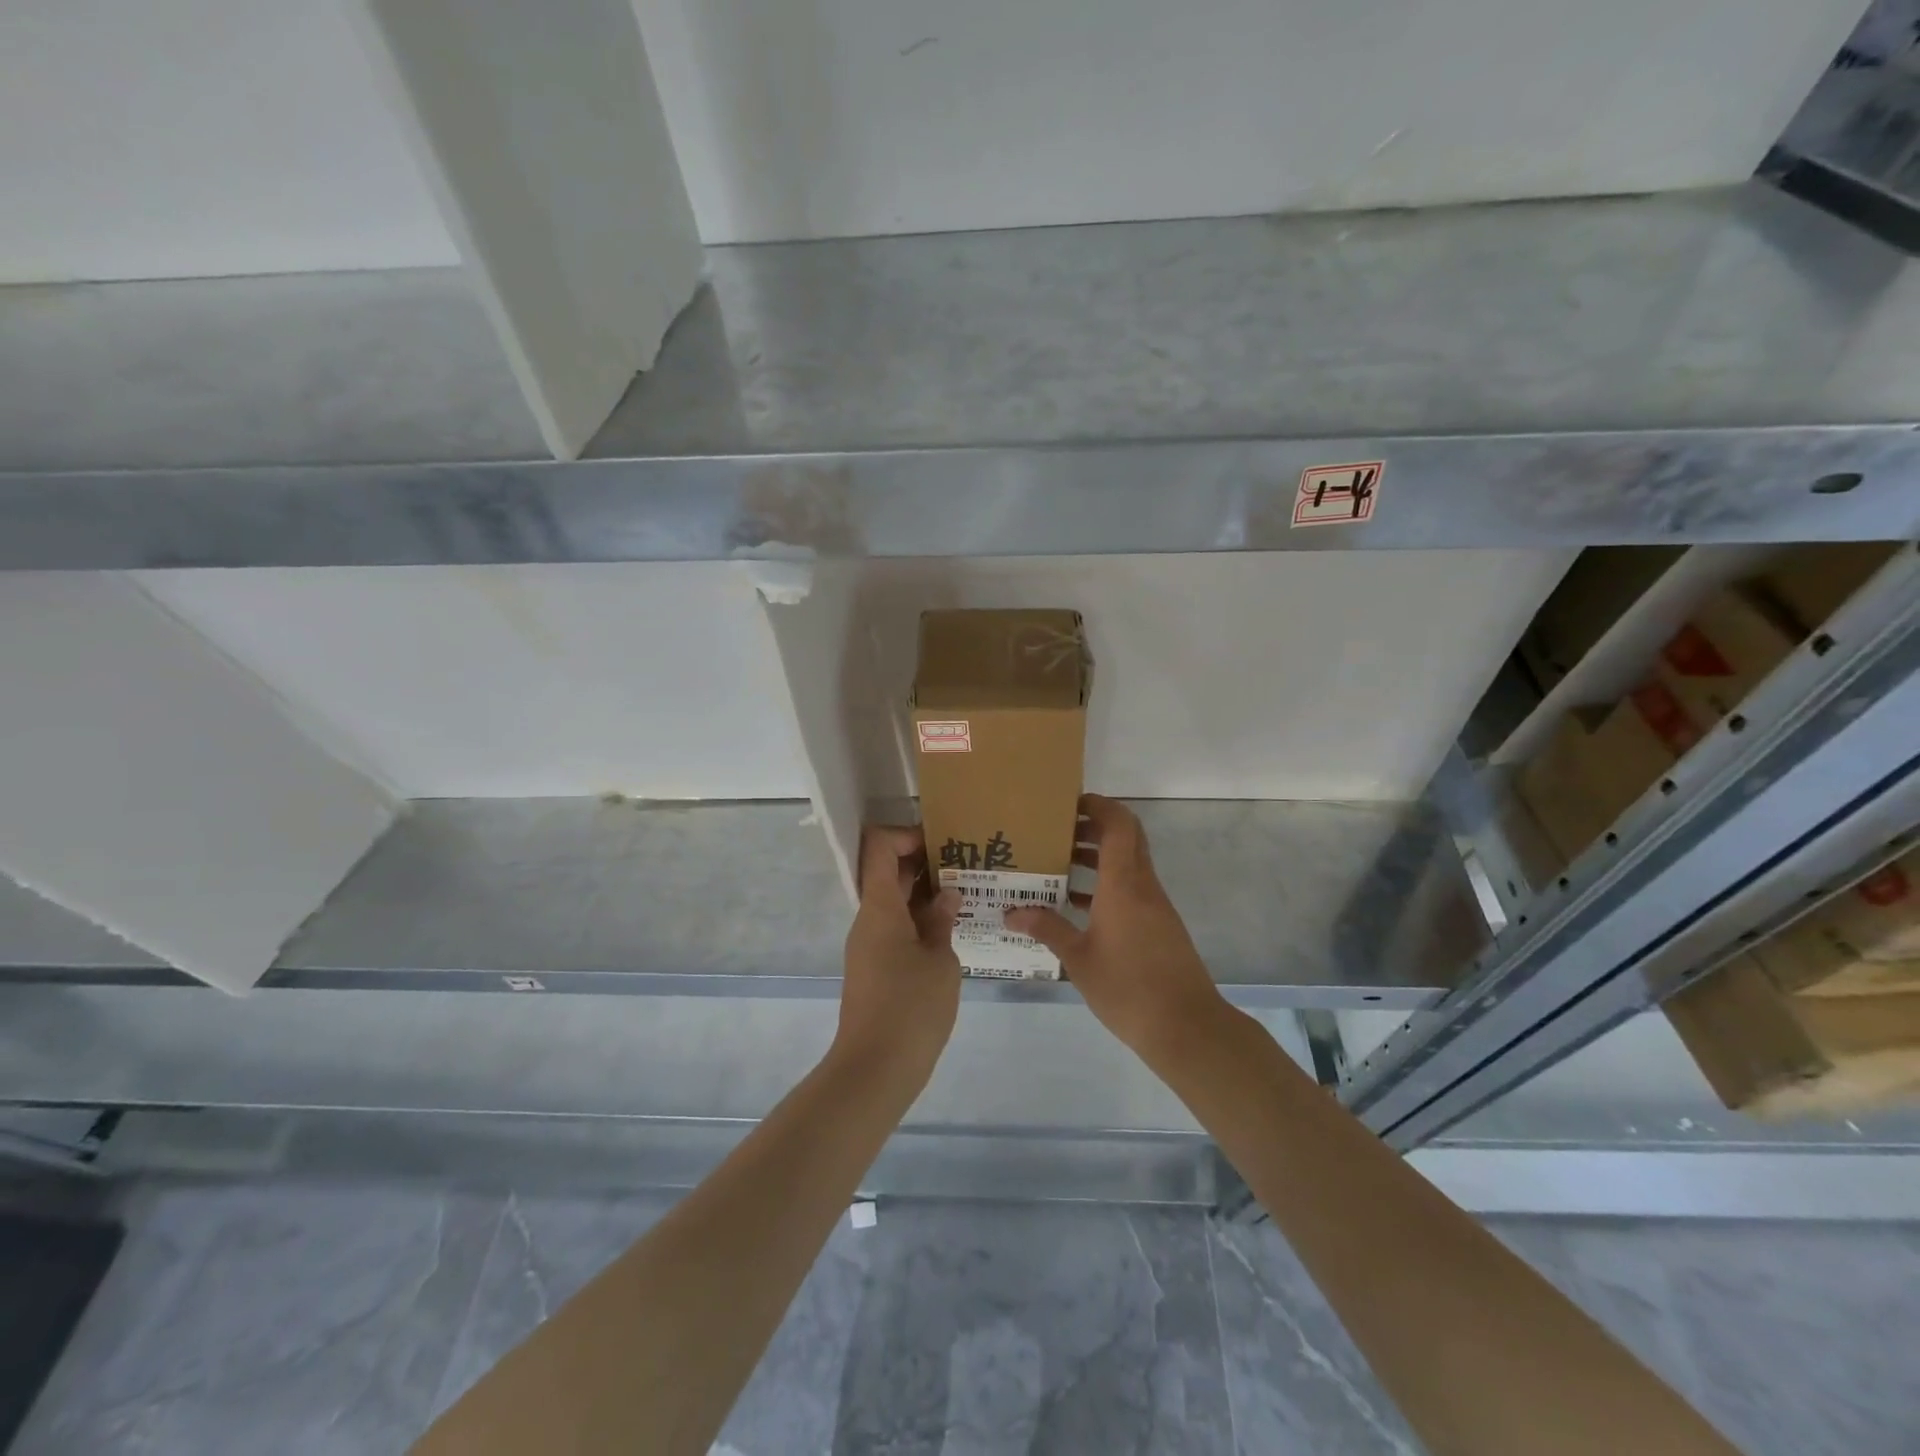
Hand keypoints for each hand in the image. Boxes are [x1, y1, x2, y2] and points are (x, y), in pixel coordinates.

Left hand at [834, 826, 962, 1089]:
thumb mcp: (941, 960)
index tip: (943, 843)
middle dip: (925, 863)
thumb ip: (942, 921)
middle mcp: (868, 918)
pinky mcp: (875, 968)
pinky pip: (895, 927)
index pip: (880, 847)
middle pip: (888, 873)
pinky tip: (952, 929)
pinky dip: (920, 919)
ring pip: (894, 902)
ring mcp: (869, 944)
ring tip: (967, 894)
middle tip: (967, 864)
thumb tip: (946, 895)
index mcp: (879, 906)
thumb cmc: (911, 1007)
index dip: (908, 835)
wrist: (875, 1069)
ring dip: (925, 893)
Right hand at [1006, 796, 1224, 1056]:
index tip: (1070, 803)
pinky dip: (1107, 885)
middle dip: (1094, 826)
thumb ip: (1047, 929)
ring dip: (1098, 857)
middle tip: (1058, 830)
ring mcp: (1155, 906)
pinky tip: (1077, 905)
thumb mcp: (1078, 959)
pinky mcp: (1159, 925)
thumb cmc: (1128, 988)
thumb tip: (1012, 912)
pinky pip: (1131, 889)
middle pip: (1126, 838)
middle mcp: (1142, 885)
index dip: (1099, 806)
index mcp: (1123, 884)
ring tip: (1059, 863)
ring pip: (1128, 864)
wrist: (1186, 1026)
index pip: (1119, 825)